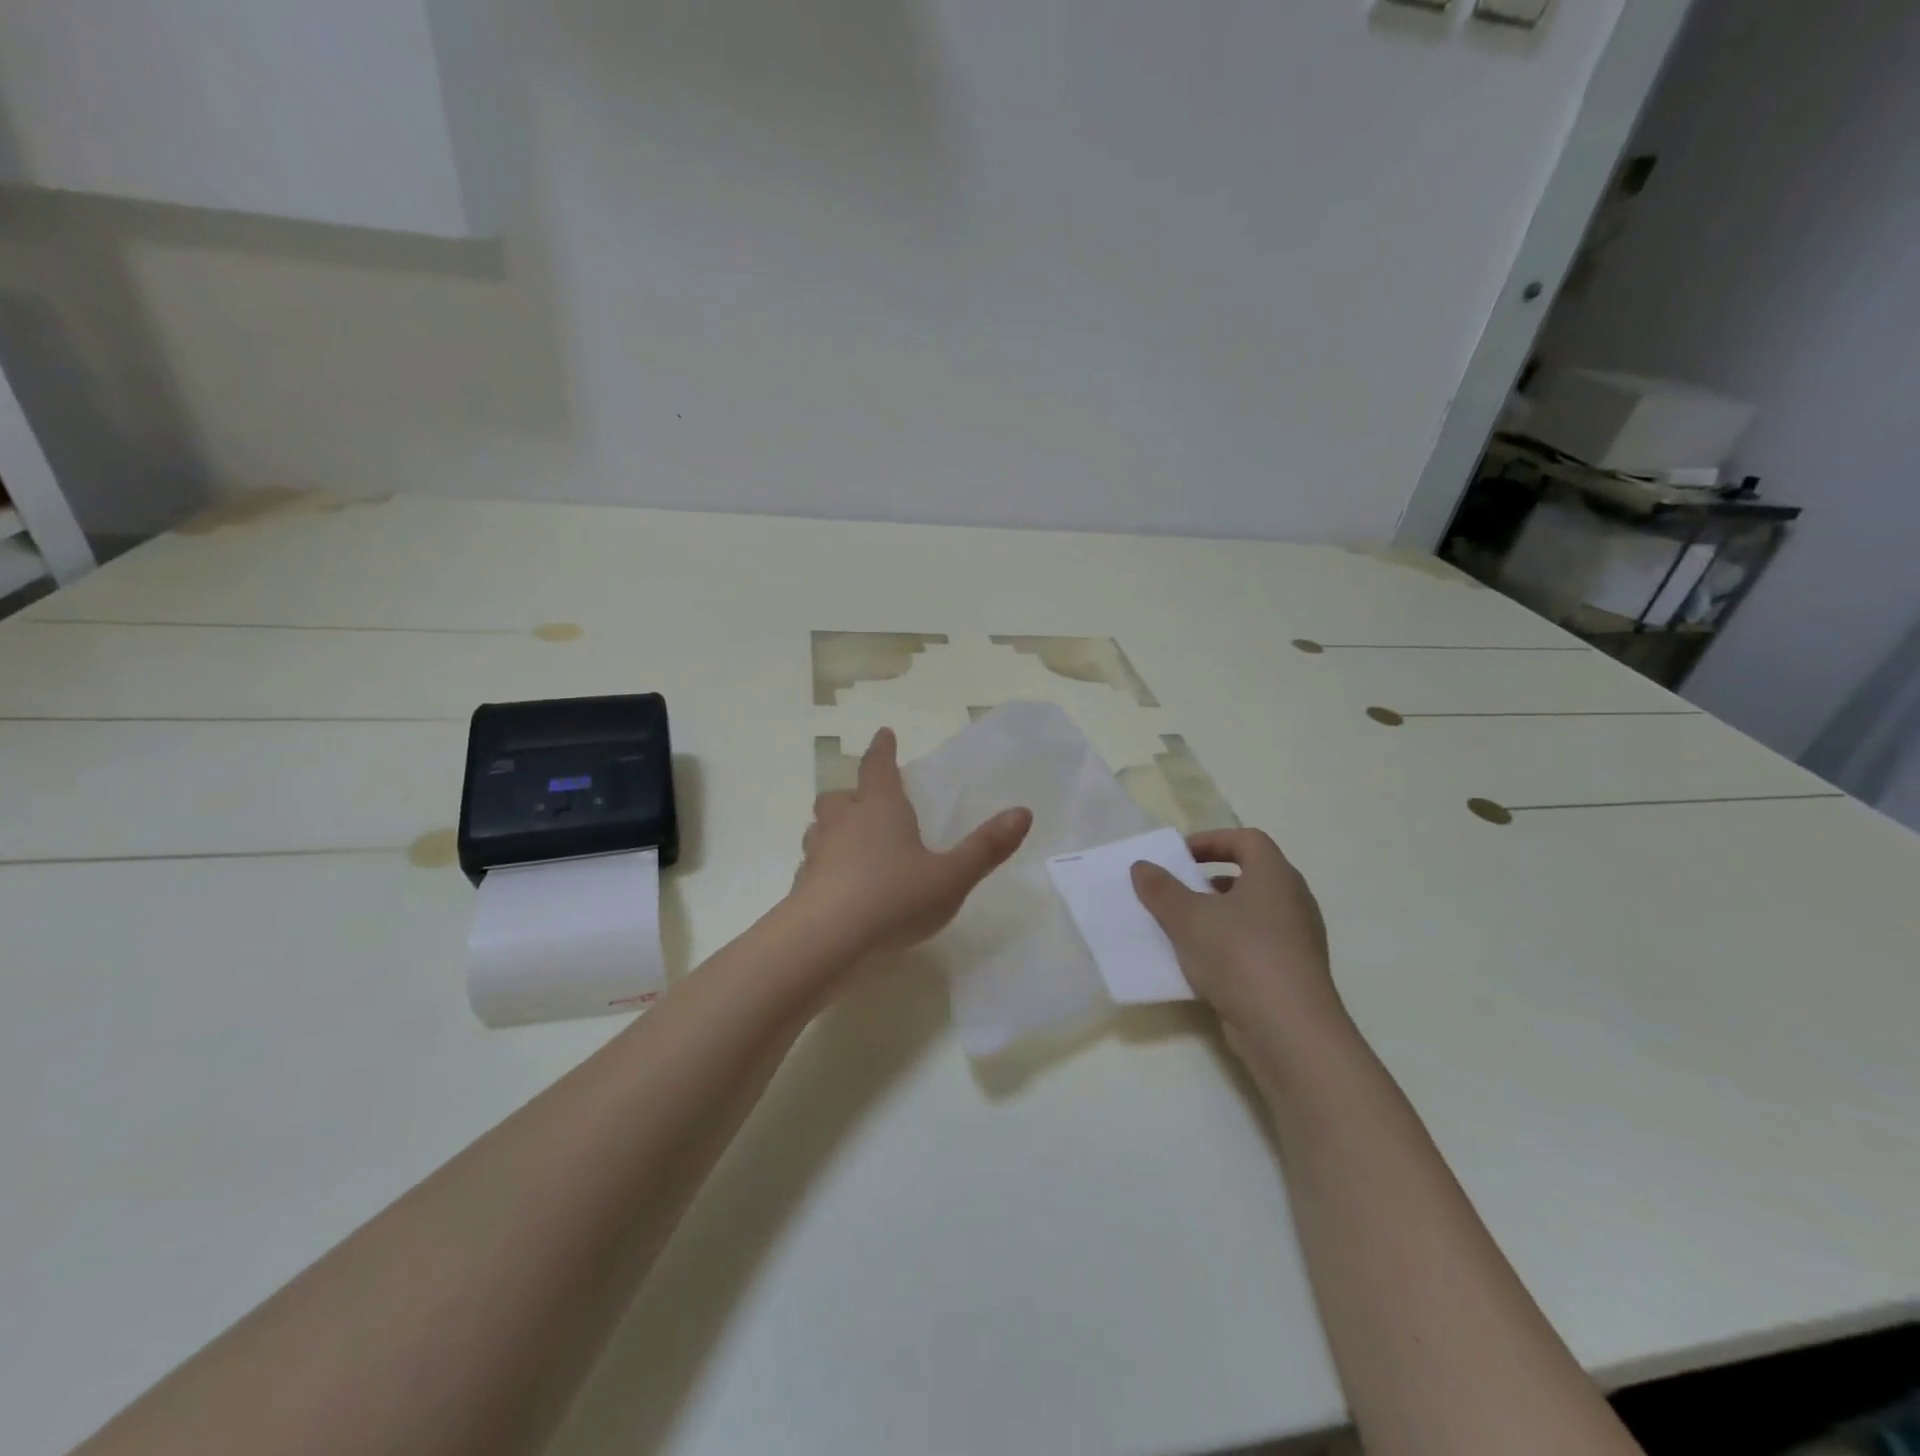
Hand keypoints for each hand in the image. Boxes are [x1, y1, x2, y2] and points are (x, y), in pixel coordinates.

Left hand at [793, 728, 1032, 961]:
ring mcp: (817, 854)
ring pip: (820, 829)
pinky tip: (840, 887)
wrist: (825, 942)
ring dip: (834, 829)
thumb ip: (986, 847)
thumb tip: (1023, 812)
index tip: (884, 733)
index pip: (878, 767)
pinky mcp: (802, 887)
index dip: (883, 749)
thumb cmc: (894, 899)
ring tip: (851, 843)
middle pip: (839, 797)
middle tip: (867, 802)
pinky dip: (825, 867)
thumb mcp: (951, 877)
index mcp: (880, 809)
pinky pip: (813, 865)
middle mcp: (843, 823)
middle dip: (853, 794)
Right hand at [1131, 830, 1341, 1044]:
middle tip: (1178, 890)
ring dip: (1217, 914)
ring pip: (1253, 912)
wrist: (1290, 1032)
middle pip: (1251, 874)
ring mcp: (1298, 938)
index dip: (1211, 840)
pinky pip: (1257, 944)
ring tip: (1183, 928)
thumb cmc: (1240, 956)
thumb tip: (1142, 866)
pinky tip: (1201, 964)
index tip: (1179, 856)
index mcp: (1275, 875)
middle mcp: (1293, 900)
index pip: (1247, 839)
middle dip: (1210, 879)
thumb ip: (1161, 889)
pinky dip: (1229, 944)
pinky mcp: (1294, 972)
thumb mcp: (1188, 918)